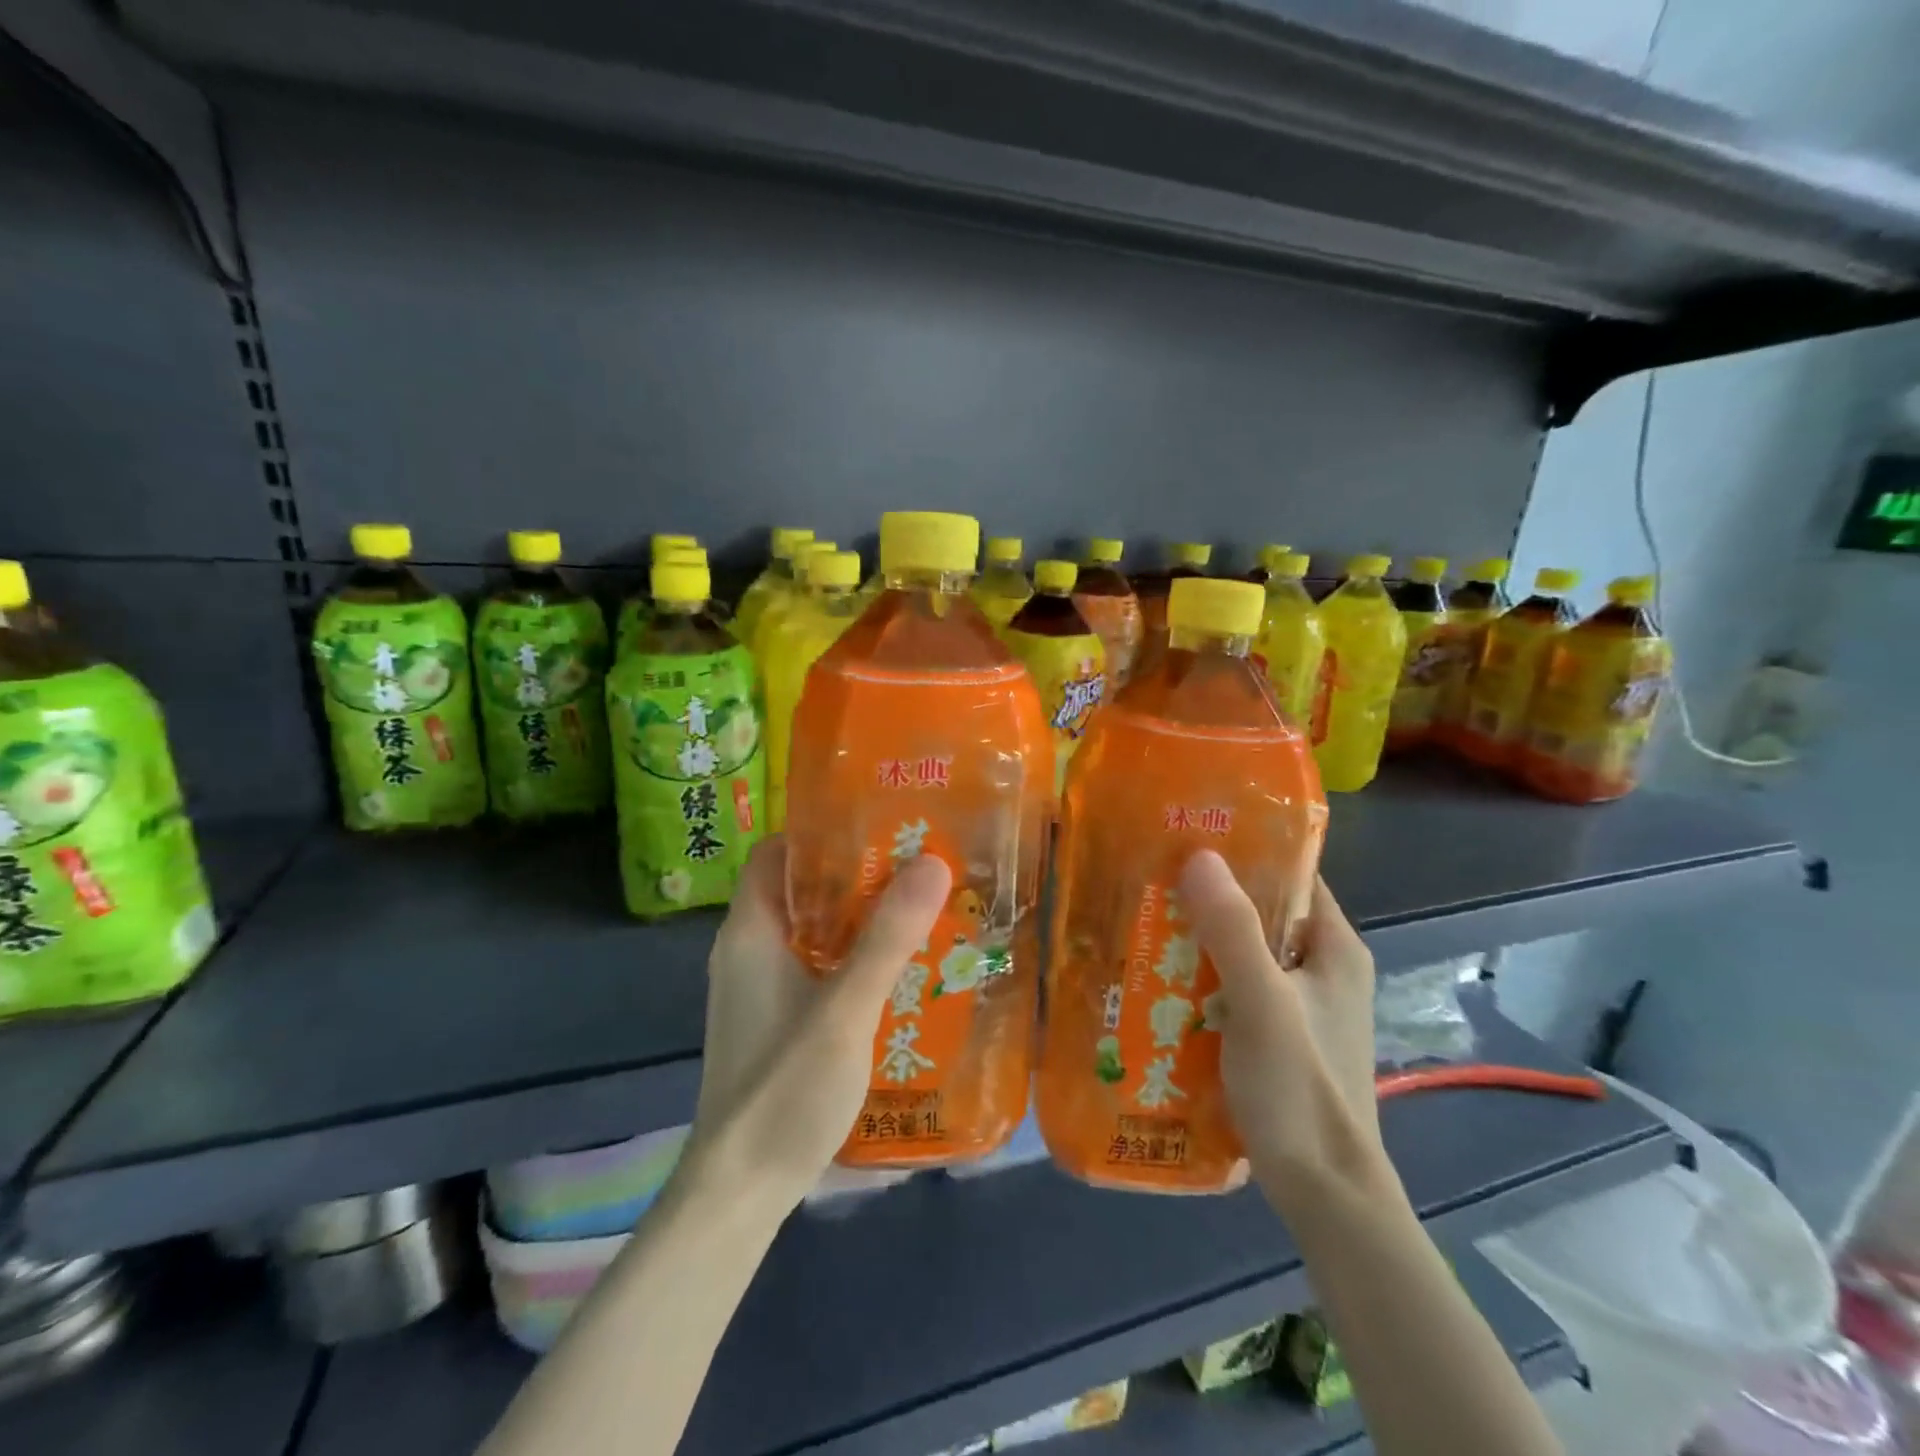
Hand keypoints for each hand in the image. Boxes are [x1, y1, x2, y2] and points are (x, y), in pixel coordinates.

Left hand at [681, 837, 951, 1212]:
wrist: (740, 1191)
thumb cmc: (783, 1088)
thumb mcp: (845, 1009)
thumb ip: (887, 938)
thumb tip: (932, 862)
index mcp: (751, 930)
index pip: (777, 852)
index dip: (821, 832)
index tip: (879, 824)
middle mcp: (749, 949)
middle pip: (801, 888)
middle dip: (855, 873)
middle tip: (917, 863)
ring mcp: (761, 987)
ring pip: (813, 929)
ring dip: (859, 917)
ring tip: (919, 906)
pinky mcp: (777, 1018)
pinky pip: (817, 965)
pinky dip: (852, 955)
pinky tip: (898, 967)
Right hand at [1177, 852, 1388, 1210]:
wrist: (1324, 1195)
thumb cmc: (1300, 1089)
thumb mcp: (1262, 1002)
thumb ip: (1232, 930)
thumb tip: (1199, 855)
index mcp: (1335, 949)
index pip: (1294, 876)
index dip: (1247, 852)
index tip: (1191, 836)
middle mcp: (1322, 970)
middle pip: (1263, 914)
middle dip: (1211, 898)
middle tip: (1152, 879)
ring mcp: (1301, 1007)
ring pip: (1244, 954)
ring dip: (1201, 941)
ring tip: (1145, 920)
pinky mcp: (1278, 1038)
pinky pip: (1235, 989)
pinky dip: (1203, 979)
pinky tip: (1161, 979)